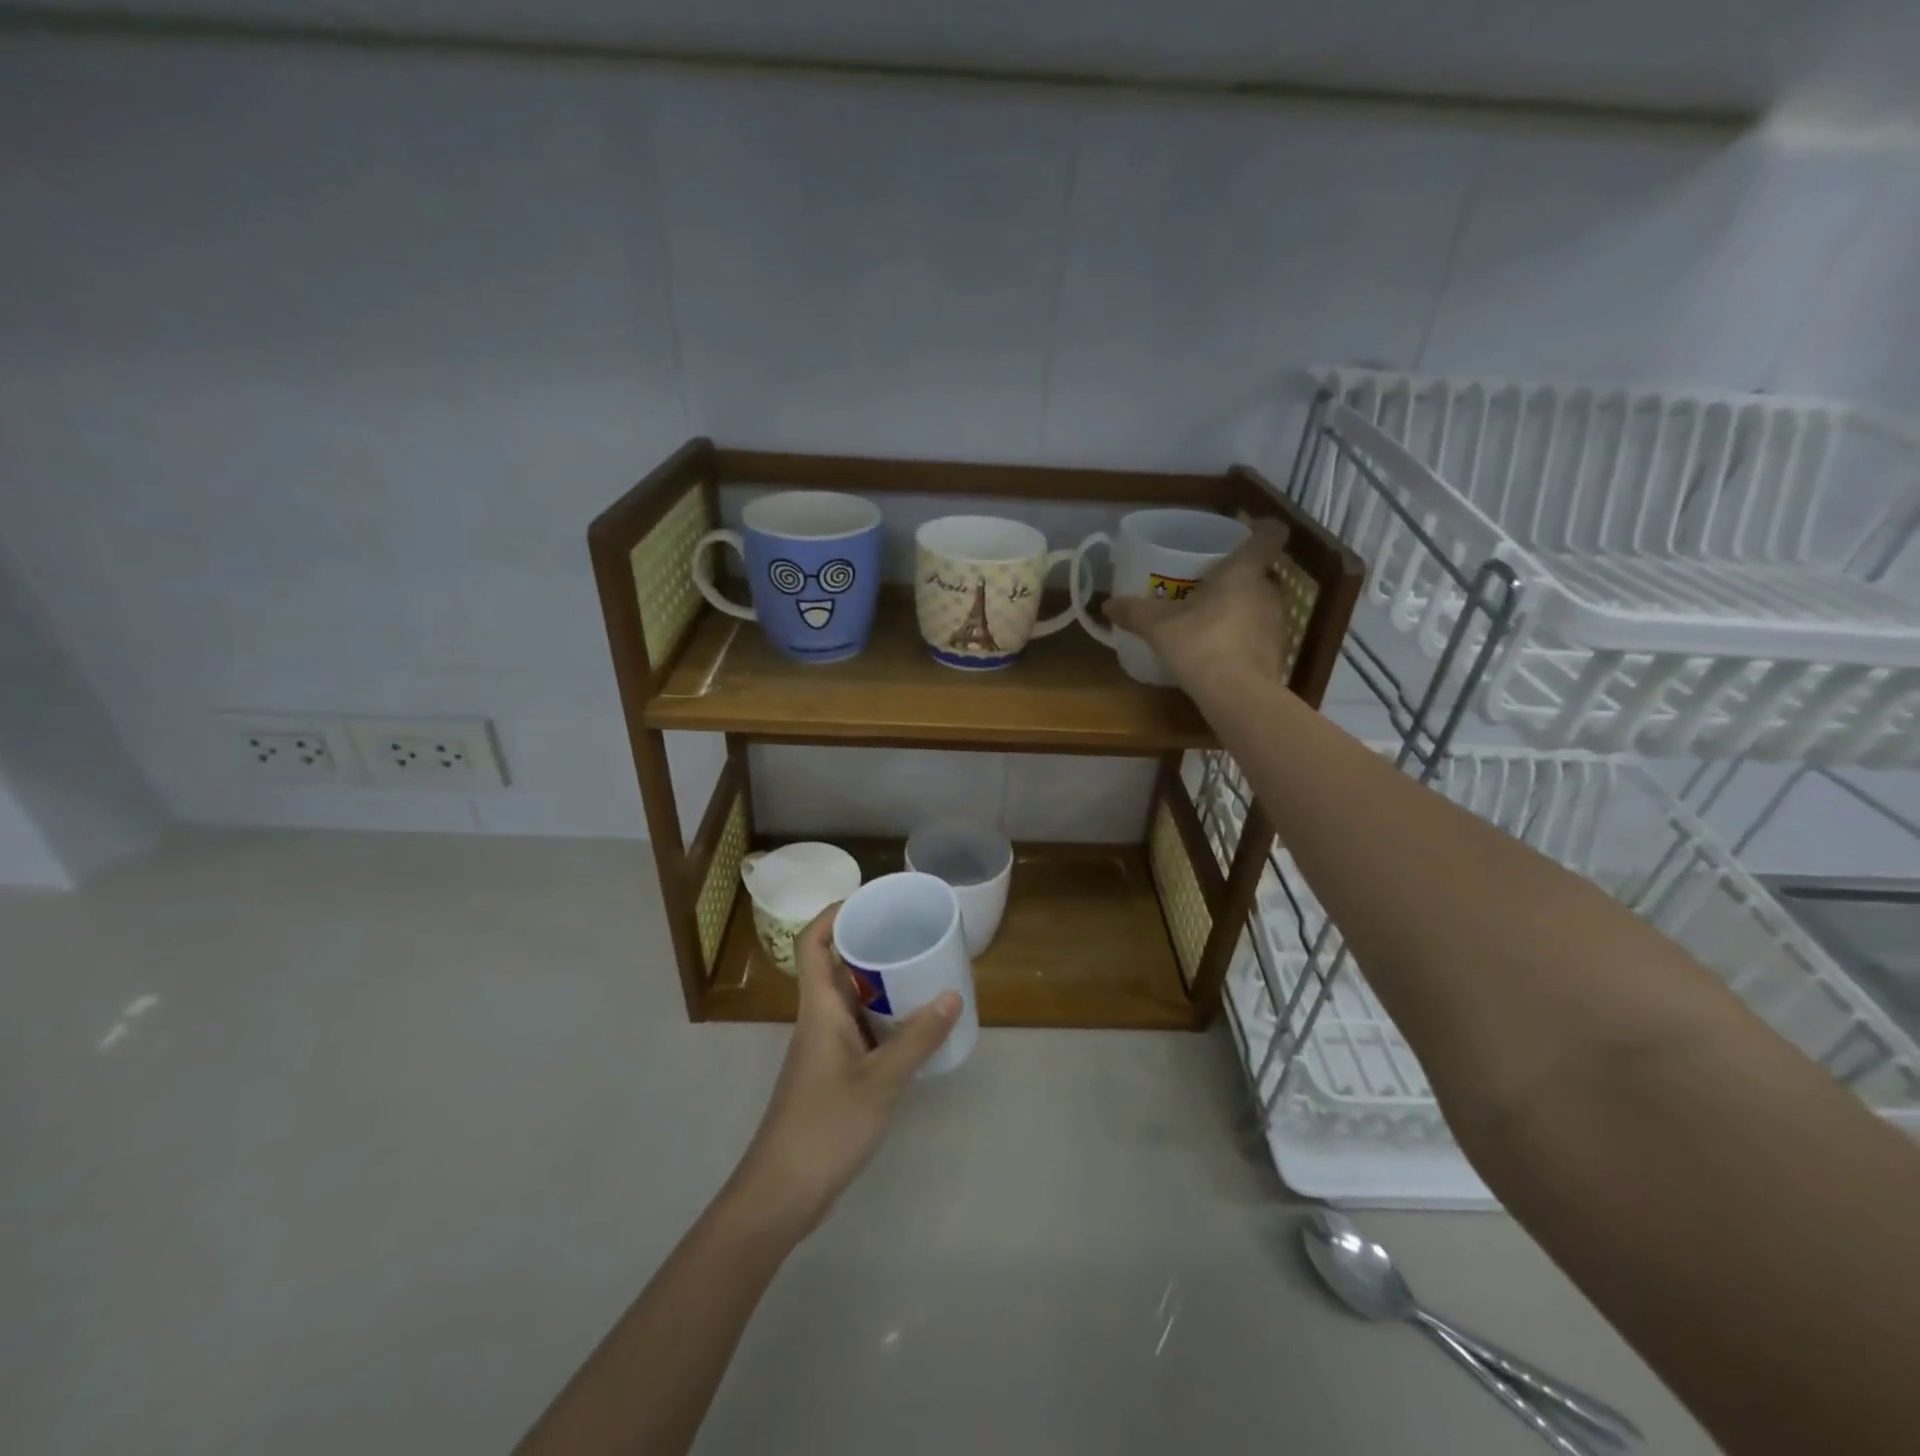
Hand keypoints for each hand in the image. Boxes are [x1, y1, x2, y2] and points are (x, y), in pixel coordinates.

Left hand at [728, 906, 960, 1239]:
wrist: (782, 1192)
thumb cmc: (825, 1127)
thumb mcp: (880, 1081)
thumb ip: (917, 1039)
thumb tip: (953, 995)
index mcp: (819, 1008)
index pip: (813, 943)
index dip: (835, 914)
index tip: (872, 901)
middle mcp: (819, 1018)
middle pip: (837, 965)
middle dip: (871, 945)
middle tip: (913, 934)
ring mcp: (825, 1047)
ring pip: (851, 999)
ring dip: (881, 984)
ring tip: (923, 973)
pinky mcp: (833, 1072)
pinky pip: (860, 1029)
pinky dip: (885, 1020)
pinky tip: (915, 1028)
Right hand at [1104, 520, 1295, 693]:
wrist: (1238, 696)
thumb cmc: (1202, 645)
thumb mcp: (1159, 627)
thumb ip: (1135, 612)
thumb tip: (1107, 604)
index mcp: (1243, 571)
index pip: (1269, 535)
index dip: (1261, 529)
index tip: (1245, 535)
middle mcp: (1267, 591)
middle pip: (1259, 573)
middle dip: (1236, 577)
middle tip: (1206, 585)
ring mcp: (1276, 623)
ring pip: (1258, 604)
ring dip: (1238, 608)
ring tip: (1207, 620)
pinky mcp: (1276, 652)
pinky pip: (1256, 634)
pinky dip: (1240, 637)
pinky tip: (1216, 652)